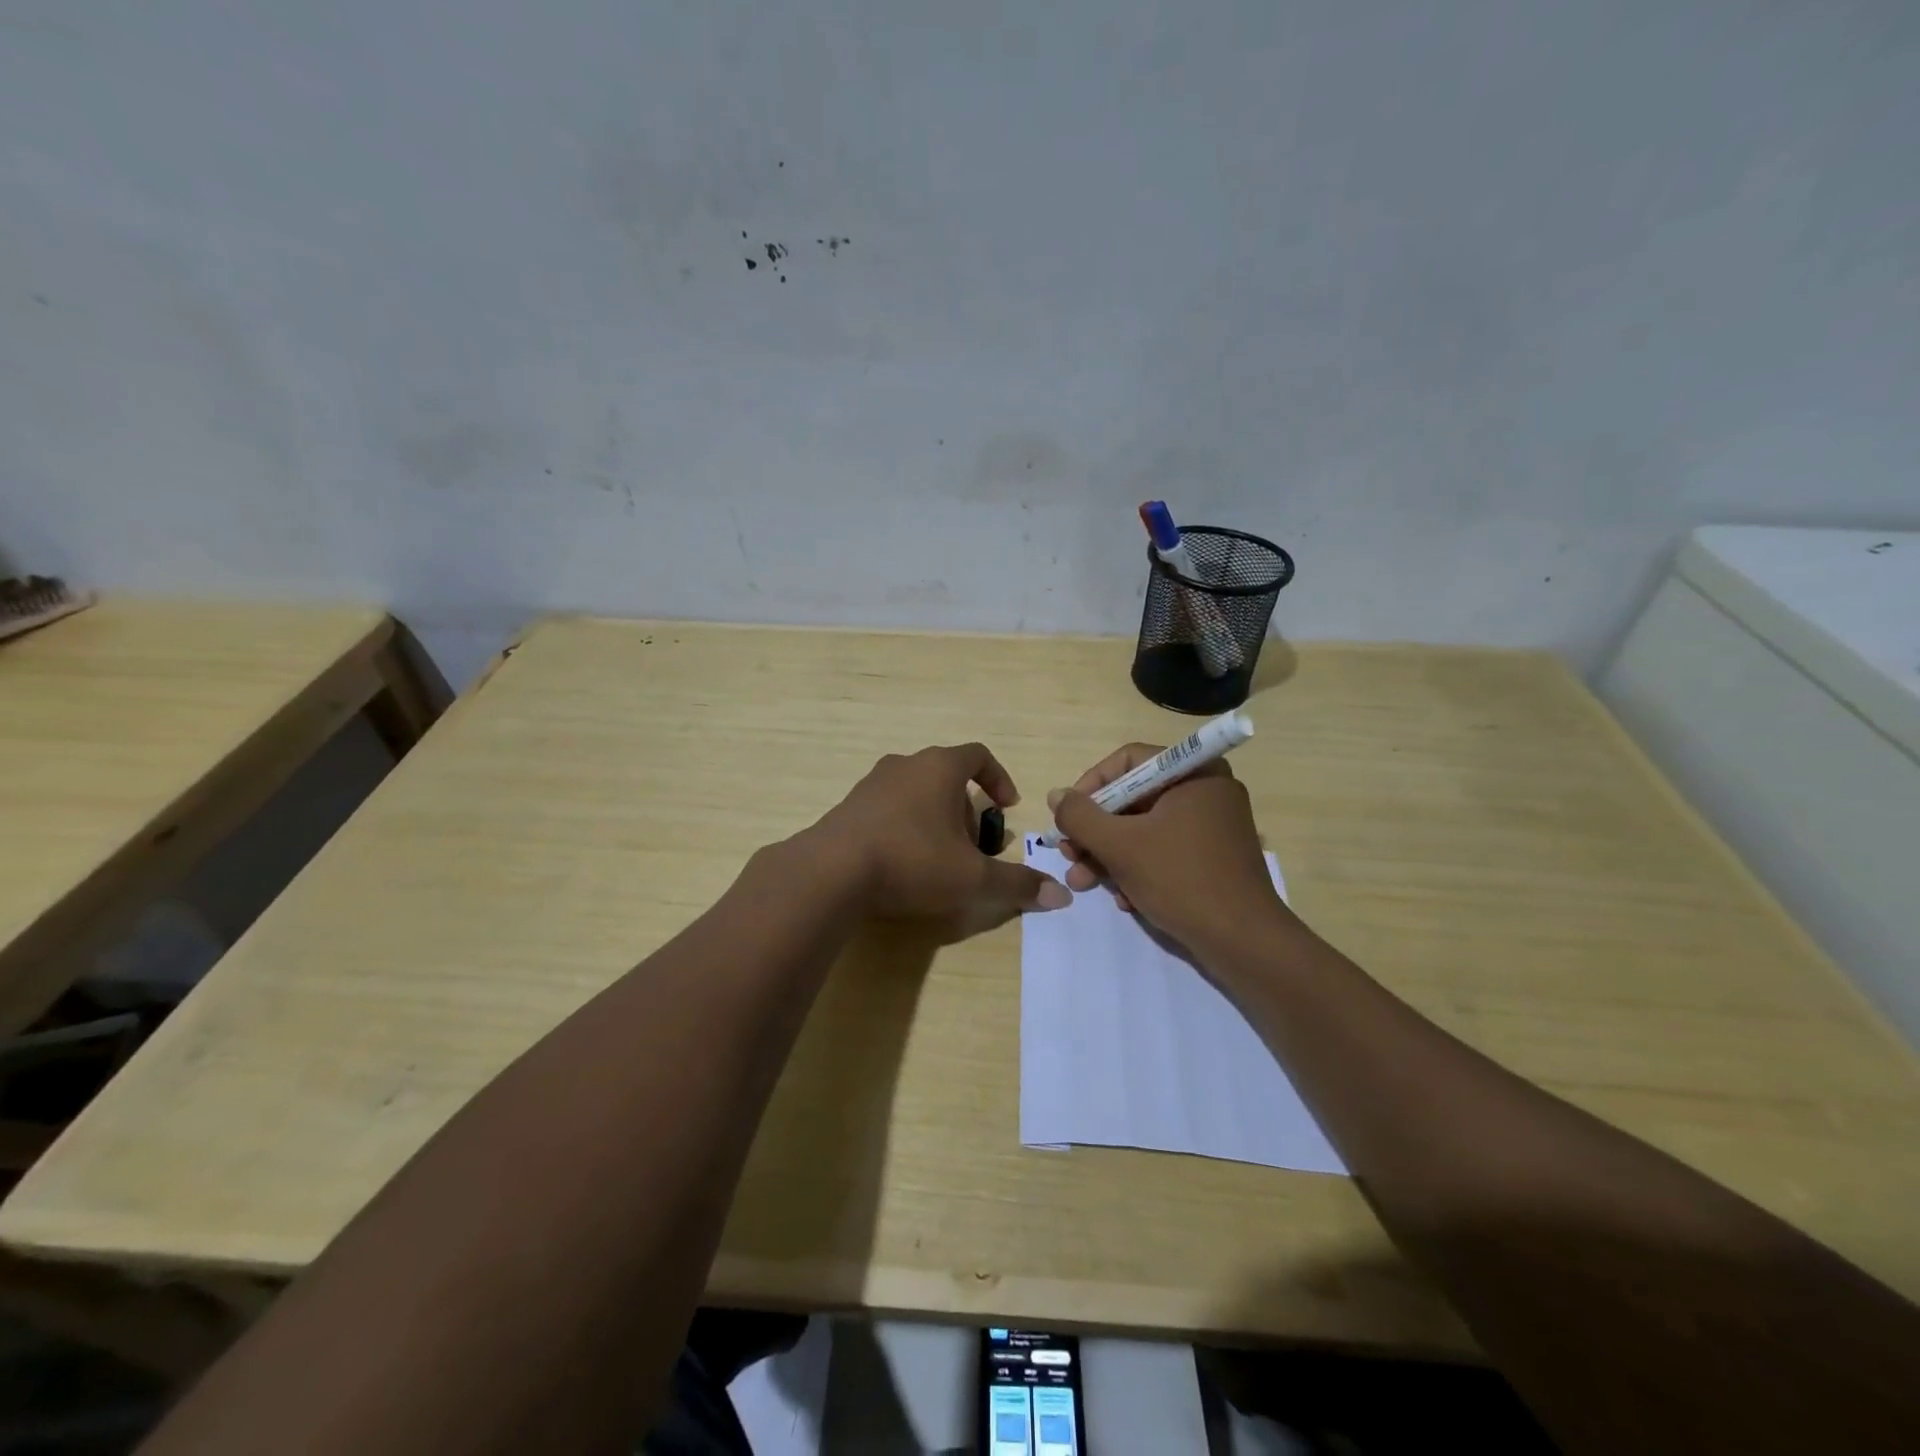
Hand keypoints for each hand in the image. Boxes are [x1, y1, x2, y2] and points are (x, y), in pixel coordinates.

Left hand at [811, 744, 1070, 931]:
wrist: (831, 872)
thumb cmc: (912, 861)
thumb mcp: (972, 878)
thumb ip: (1016, 883)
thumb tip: (1061, 896)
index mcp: (939, 767)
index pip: (978, 756)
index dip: (998, 779)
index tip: (1006, 807)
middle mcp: (905, 765)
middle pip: (946, 777)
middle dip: (966, 809)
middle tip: (972, 847)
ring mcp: (871, 784)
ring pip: (916, 793)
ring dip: (934, 819)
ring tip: (939, 859)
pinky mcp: (848, 807)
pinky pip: (888, 809)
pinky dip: (904, 827)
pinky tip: (902, 864)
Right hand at [1049, 744, 1292, 953]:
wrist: (1245, 943)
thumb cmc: (1182, 880)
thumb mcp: (1121, 845)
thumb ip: (1080, 816)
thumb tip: (1056, 795)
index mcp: (1193, 773)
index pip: (1127, 762)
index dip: (1090, 787)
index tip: (1067, 818)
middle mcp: (1206, 790)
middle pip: (1133, 798)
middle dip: (1096, 831)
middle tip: (1070, 856)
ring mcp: (1212, 826)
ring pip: (1145, 828)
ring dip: (1109, 855)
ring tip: (1083, 882)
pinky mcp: (1213, 857)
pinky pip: (1164, 850)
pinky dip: (1138, 869)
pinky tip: (1124, 899)